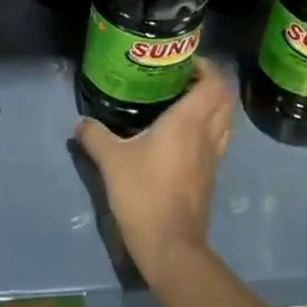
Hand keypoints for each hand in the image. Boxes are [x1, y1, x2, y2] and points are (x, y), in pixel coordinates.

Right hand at [74, 60, 233, 282]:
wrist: (170, 246)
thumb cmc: (143, 193)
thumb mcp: (110, 160)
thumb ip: (95, 136)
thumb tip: (81, 123)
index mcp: (189, 121)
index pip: (215, 83)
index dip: (206, 66)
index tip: (184, 61)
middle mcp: (207, 134)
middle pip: (225, 99)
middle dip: (209, 83)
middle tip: (181, 78)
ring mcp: (212, 158)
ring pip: (224, 121)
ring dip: (211, 107)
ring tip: (181, 102)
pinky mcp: (209, 178)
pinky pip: (216, 141)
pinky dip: (206, 129)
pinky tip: (180, 135)